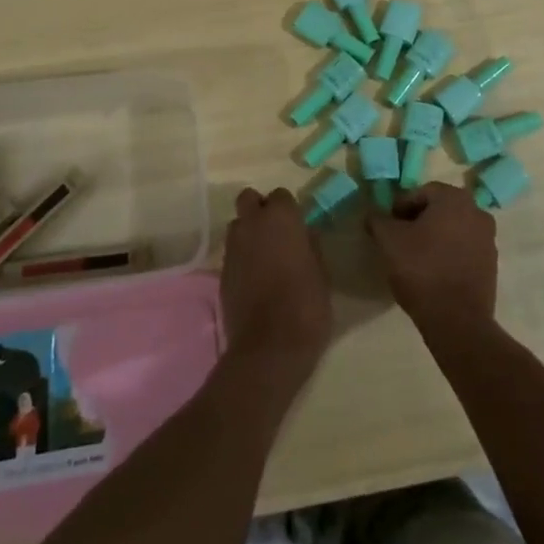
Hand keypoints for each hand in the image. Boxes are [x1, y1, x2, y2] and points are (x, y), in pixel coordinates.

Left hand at [220, 188, 331, 384]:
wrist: (269, 347)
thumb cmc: (306, 305)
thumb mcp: (321, 273)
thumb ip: (311, 246)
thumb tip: (305, 234)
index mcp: (281, 218)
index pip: (281, 195)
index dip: (288, 209)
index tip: (297, 227)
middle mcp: (252, 224)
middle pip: (249, 199)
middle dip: (259, 209)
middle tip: (276, 232)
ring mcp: (233, 247)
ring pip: (237, 225)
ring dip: (248, 232)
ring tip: (263, 256)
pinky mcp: (221, 272)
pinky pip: (232, 252)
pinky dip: (241, 257)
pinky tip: (254, 279)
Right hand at [366, 182, 497, 335]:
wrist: (457, 321)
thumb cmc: (421, 270)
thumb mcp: (388, 241)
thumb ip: (378, 220)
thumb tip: (373, 214)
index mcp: (454, 199)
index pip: (420, 192)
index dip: (400, 207)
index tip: (388, 227)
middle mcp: (477, 212)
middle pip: (439, 209)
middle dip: (418, 221)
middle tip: (399, 240)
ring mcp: (488, 239)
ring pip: (453, 229)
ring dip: (434, 237)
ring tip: (415, 258)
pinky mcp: (491, 265)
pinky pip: (464, 249)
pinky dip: (448, 254)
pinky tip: (433, 272)